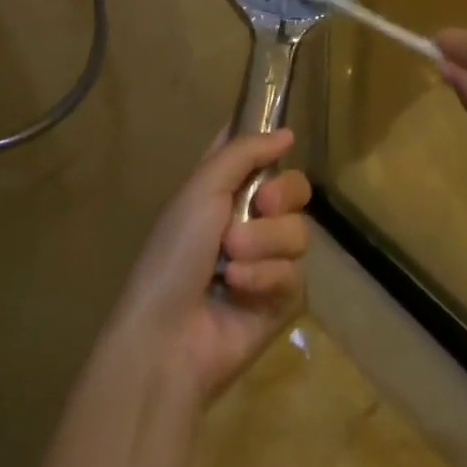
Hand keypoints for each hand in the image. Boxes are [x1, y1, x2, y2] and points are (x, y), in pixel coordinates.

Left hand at [106, 129, 310, 405]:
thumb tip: (287, 132)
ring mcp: (269, 260)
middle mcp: (252, 218)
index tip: (281, 142)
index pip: (261, 153)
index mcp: (227, 188)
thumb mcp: (202, 187)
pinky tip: (239, 289)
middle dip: (281, 195)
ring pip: (299, 231)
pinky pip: (296, 273)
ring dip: (264, 242)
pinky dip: (266, 277)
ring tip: (231, 260)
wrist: (167, 334)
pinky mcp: (282, 300)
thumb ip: (245, 152)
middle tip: (261, 206)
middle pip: (295, 188)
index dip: (271, 145)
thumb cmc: (175, 251)